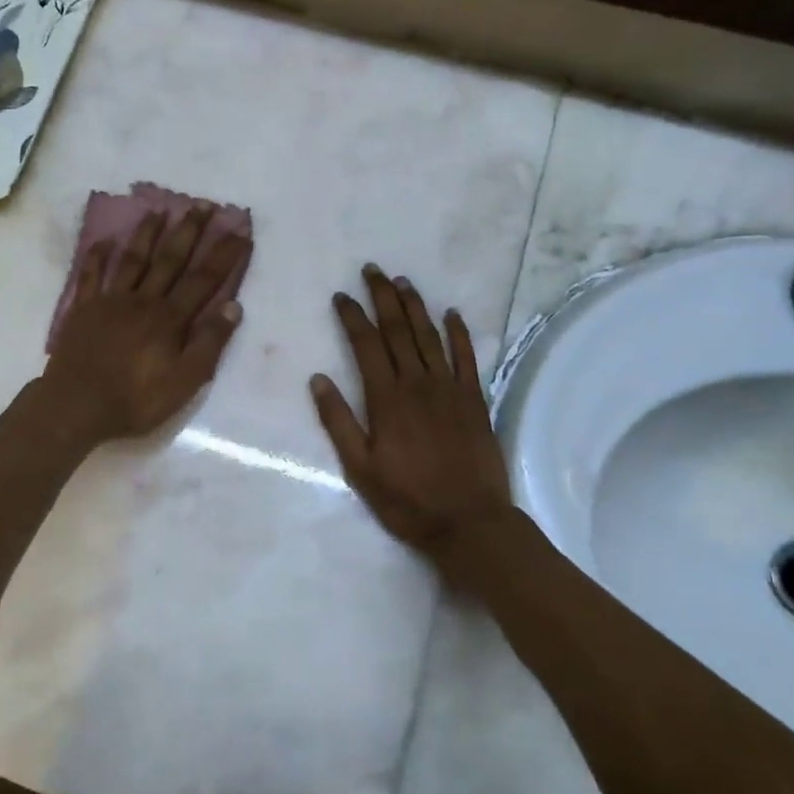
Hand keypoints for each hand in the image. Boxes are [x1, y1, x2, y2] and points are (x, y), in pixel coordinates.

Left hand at [43, 203, 250, 444]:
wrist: (76, 406)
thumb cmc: (135, 400)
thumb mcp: (184, 382)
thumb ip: (209, 343)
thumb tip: (233, 306)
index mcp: (169, 318)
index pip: (203, 280)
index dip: (224, 255)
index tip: (240, 231)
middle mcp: (142, 300)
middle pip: (170, 259)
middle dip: (189, 230)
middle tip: (203, 204)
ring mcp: (110, 301)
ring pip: (133, 259)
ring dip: (147, 233)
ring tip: (159, 209)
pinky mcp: (83, 309)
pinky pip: (91, 275)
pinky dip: (97, 256)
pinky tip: (103, 240)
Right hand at [311, 265, 515, 562]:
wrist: (470, 522)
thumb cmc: (407, 500)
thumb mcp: (359, 469)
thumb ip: (338, 422)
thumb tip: (318, 379)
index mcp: (386, 399)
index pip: (366, 345)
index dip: (353, 317)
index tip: (342, 295)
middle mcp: (417, 384)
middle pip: (398, 331)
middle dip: (383, 297)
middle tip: (372, 270)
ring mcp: (450, 389)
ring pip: (430, 336)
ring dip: (415, 306)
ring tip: (402, 281)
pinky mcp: (475, 400)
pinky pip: (467, 358)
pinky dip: (459, 333)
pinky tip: (451, 314)